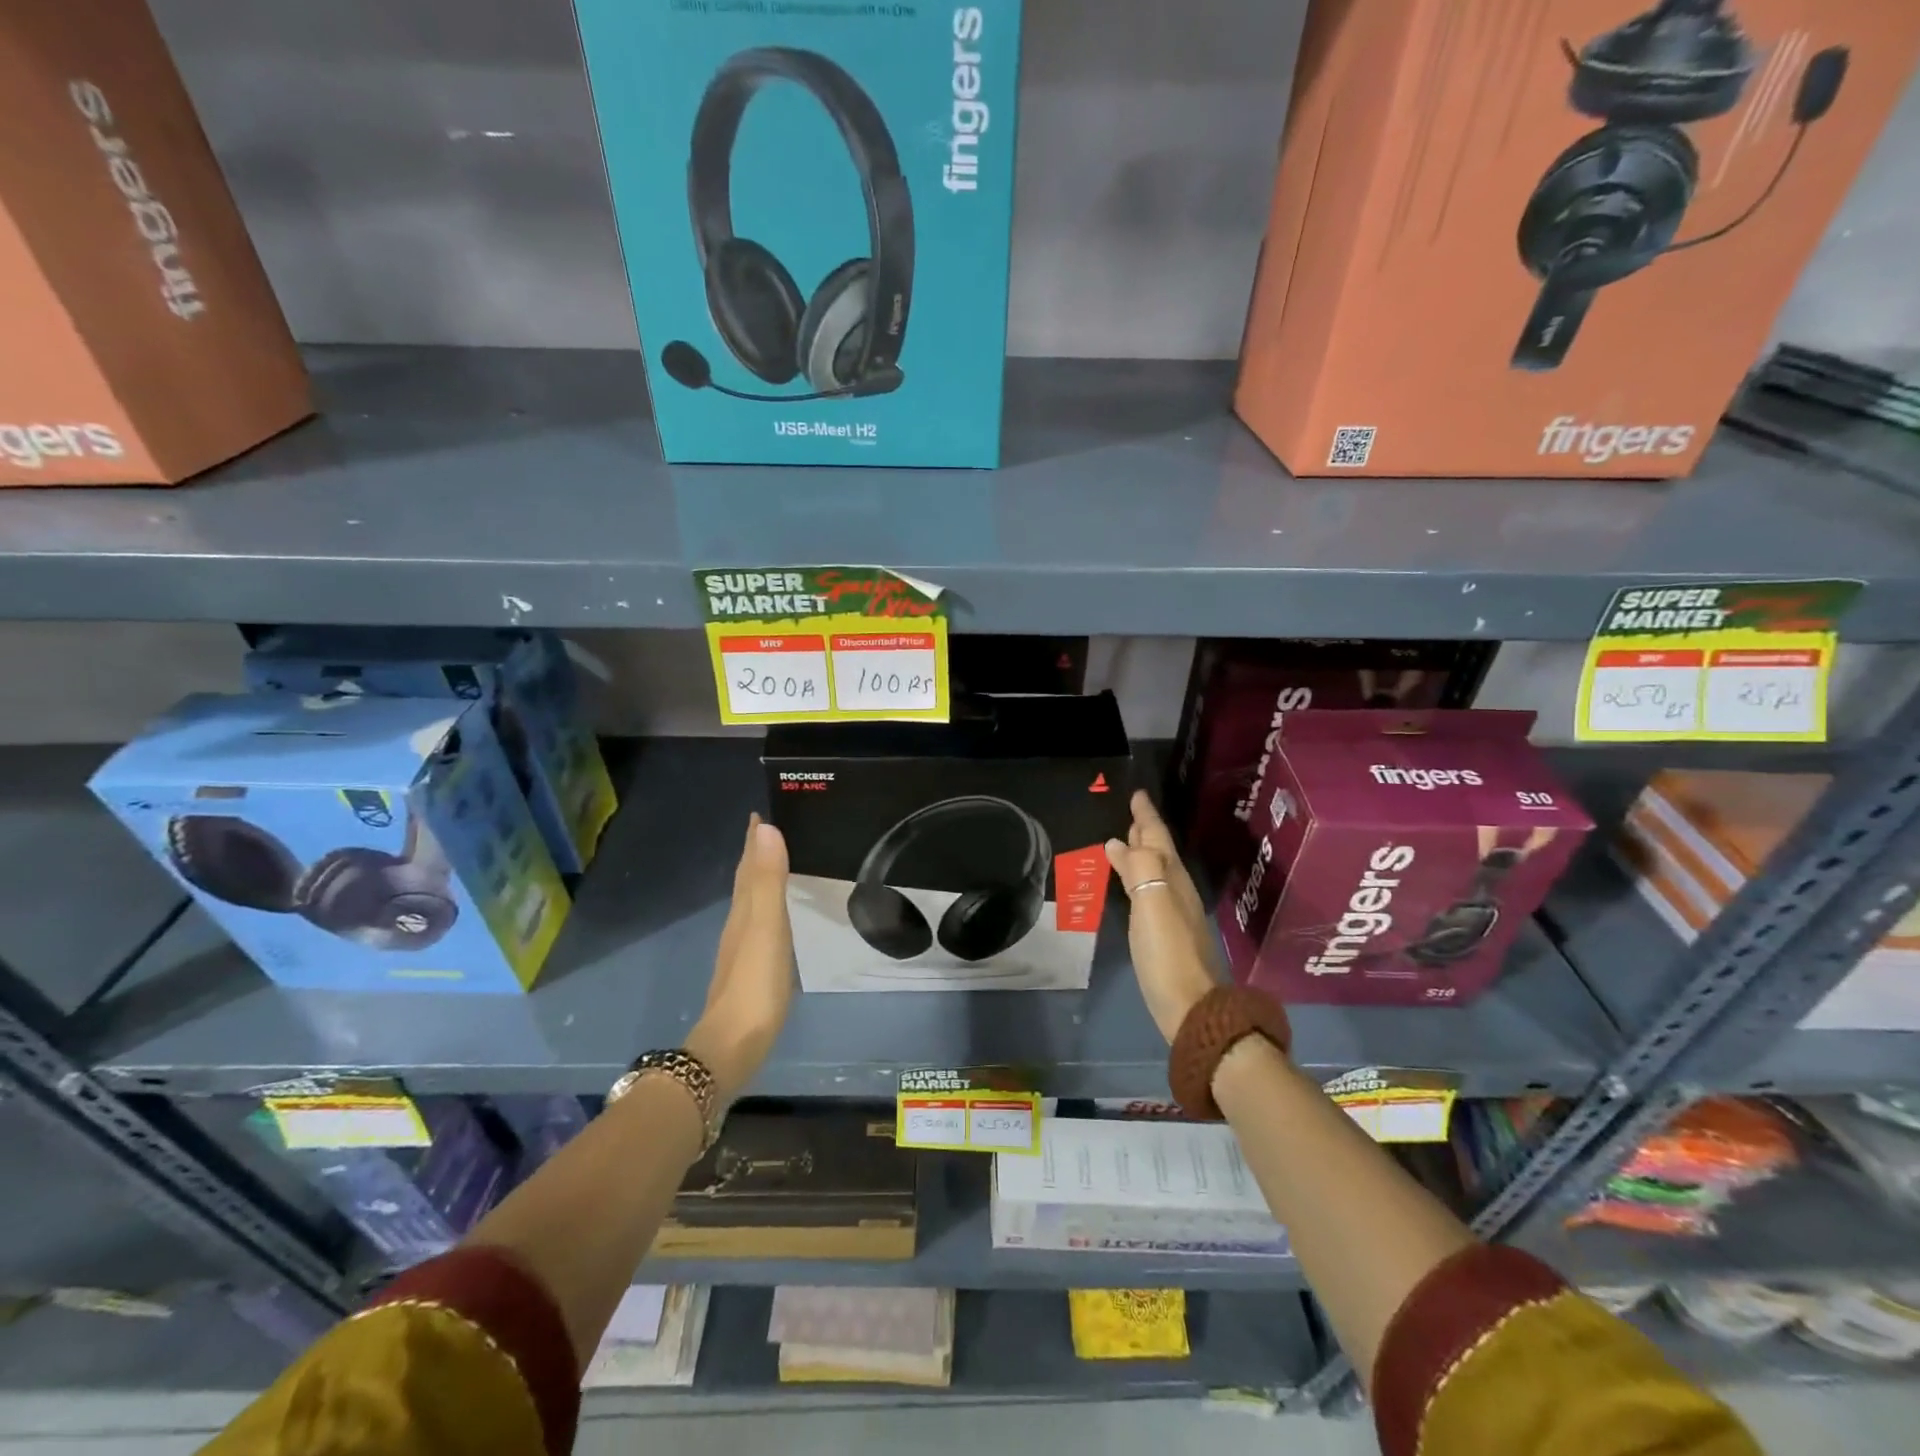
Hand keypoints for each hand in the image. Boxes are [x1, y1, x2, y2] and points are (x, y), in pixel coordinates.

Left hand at [685, 814, 793, 1102]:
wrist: (732, 1047)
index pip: (747, 865)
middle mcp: (737, 927)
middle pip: (744, 883)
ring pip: (748, 905)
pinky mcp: (748, 975)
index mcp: (743, 912)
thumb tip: (765, 828)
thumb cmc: (755, 985)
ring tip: (771, 867)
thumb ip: (768, 881)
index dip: (752, 840)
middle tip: (767, 832)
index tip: (759, 814)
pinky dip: (763, 911)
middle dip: (754, 856)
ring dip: (758, 881)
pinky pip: (756, 928)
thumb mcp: (766, 928)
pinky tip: (770, 922)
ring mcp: (740, 953)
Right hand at [1106, 791, 1222, 1043]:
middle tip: (1130, 812)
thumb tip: (1119, 842)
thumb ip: (1140, 869)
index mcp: (1172, 878)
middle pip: (1159, 851)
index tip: (1137, 794)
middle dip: (1145, 830)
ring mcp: (1173, 913)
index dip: (1146, 816)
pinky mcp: (1166, 933)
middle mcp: (1176, 890)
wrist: (1191, 1008)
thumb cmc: (1167, 954)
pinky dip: (1139, 877)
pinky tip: (1131, 885)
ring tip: (1125, 840)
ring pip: (1156, 870)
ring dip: (1142, 852)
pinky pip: (1150, 889)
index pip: (1157, 837)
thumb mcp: (1152, 905)